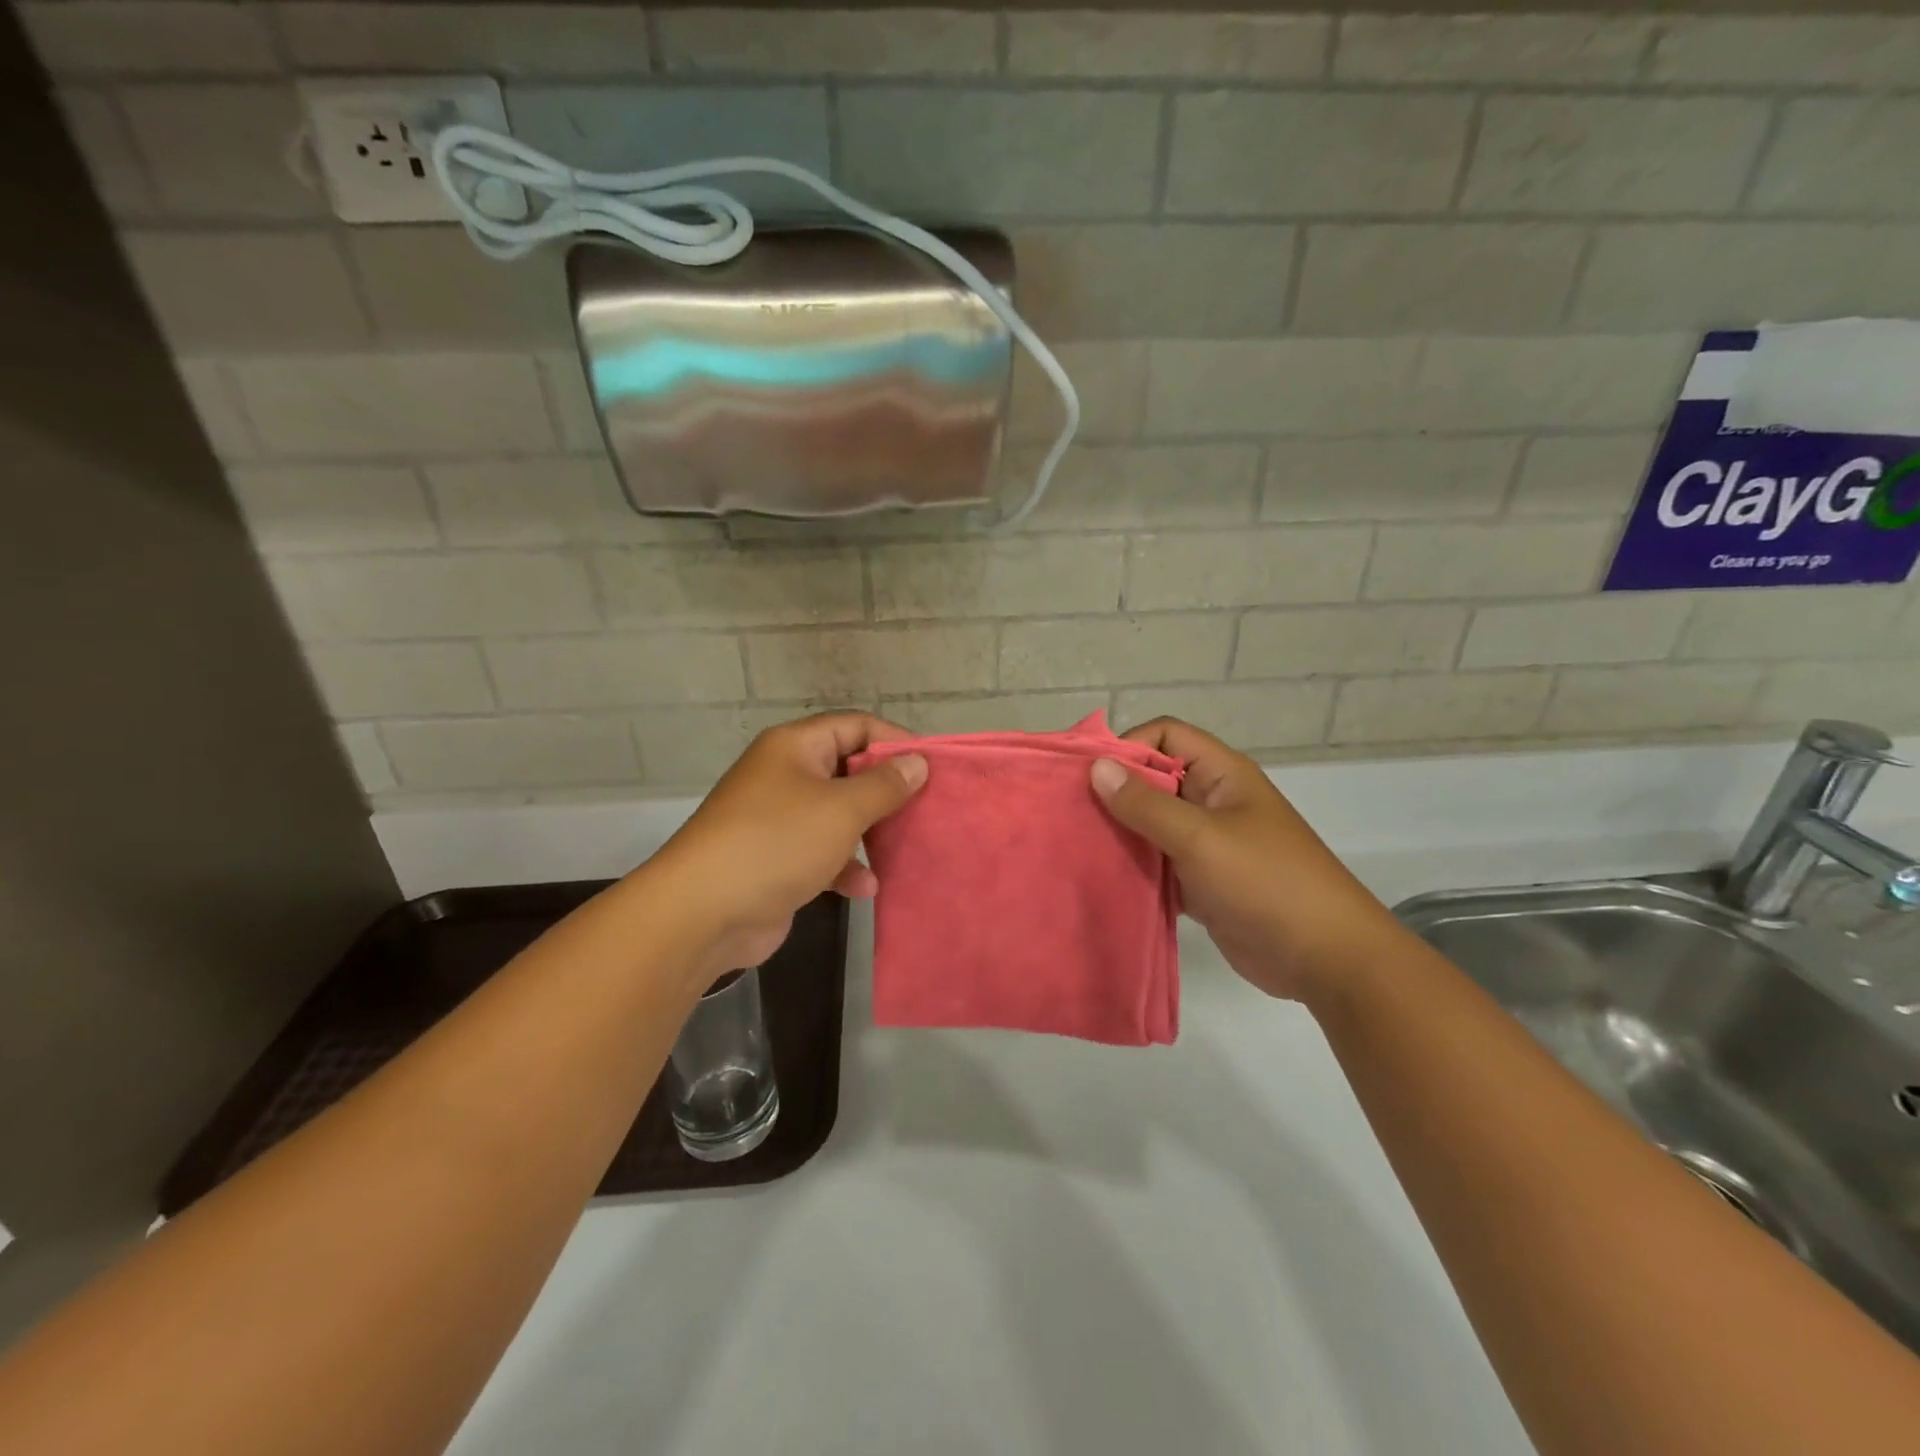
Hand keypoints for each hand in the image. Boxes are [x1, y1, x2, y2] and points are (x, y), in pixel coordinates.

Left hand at [650, 713, 926, 981]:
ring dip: (869, 833)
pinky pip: (822, 852)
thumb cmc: (777, 843)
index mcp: (795, 747)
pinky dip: (844, 866)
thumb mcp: (841, 809)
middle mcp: (785, 775)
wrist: (703, 912)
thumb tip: (917, 763)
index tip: (932, 766)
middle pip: (848, 771)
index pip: (855, 726)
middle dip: (886, 791)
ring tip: (903, 848)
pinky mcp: (776, 859)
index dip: (895, 741)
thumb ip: (884, 785)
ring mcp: (778, 819)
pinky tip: (865, 888)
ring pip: (838, 815)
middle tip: (925, 809)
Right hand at [1090, 718, 1405, 1003]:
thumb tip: (1097, 766)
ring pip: (1152, 824)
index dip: (1127, 745)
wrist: (1326, 959)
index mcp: (1221, 775)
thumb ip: (1146, 804)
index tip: (1088, 775)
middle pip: (1154, 779)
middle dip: (1113, 791)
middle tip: (1068, 811)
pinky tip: (1101, 878)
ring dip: (1120, 832)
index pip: (1166, 735)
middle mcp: (1212, 801)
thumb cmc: (1266, 883)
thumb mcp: (1201, 838)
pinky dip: (1134, 867)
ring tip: (1075, 844)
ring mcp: (1208, 844)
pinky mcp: (1202, 882)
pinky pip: (1158, 863)